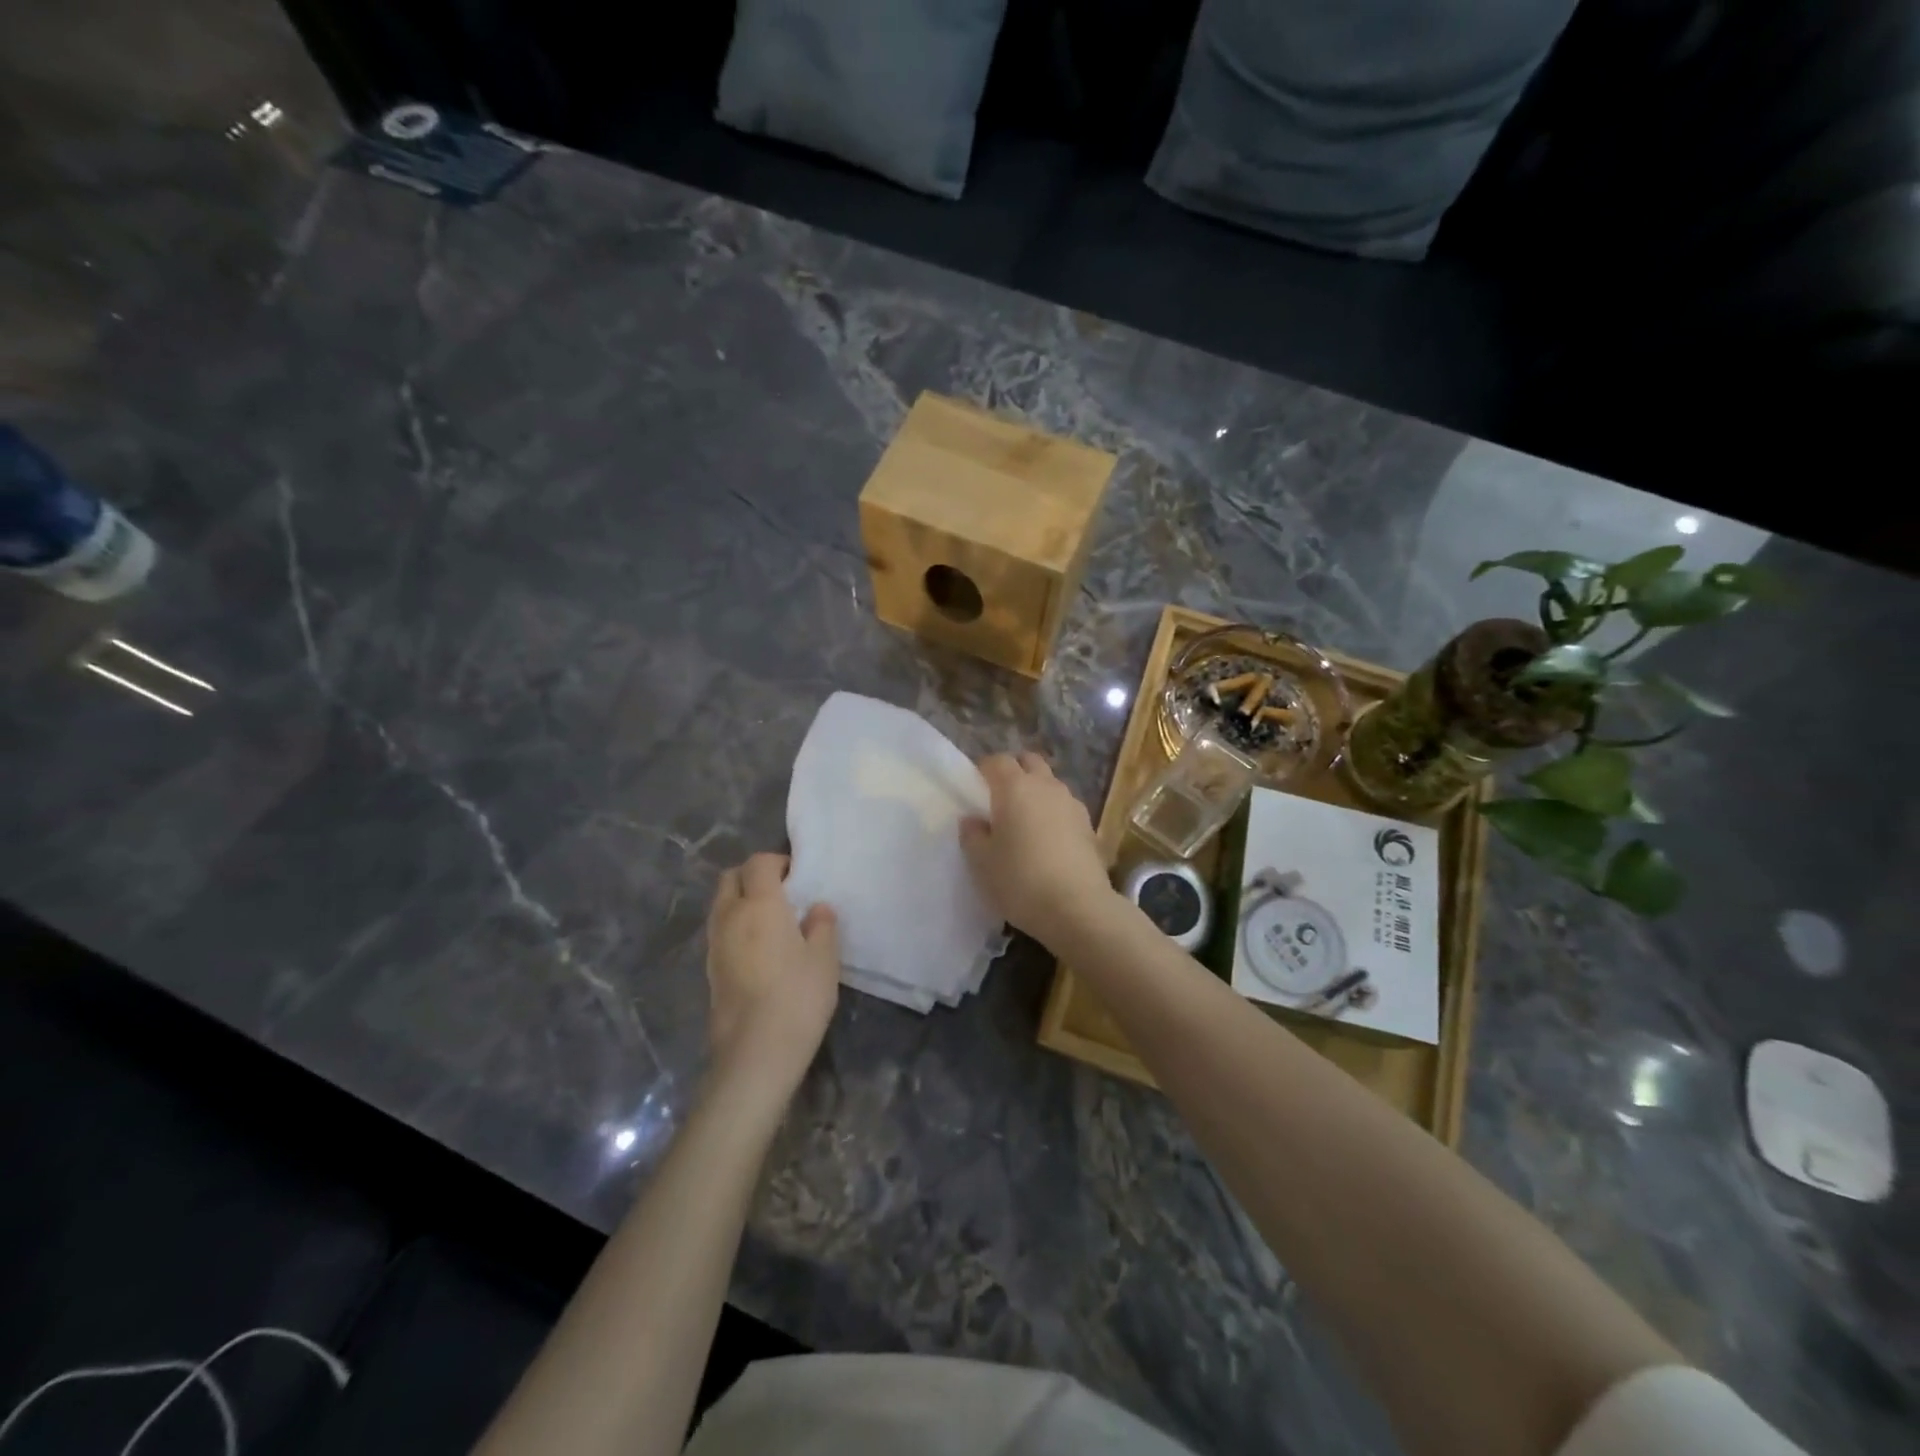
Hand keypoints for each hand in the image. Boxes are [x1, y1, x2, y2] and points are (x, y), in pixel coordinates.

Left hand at [705, 854, 839, 1099]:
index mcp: (760, 905)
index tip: (798, 876)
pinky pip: (720, 930)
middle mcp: (730, 916)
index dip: (778, 862)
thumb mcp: (824, 959)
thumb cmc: (797, 997)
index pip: (759, 863)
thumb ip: (822, 926)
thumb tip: (817, 909)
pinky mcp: (710, 969)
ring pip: (722, 904)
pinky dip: (736, 926)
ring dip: (741, 900)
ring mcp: (715, 944)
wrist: (755, 1053)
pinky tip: (759, 949)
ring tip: (771, 921)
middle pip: (731, 878)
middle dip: (753, 876)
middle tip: (781, 892)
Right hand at [960, 753, 1117, 947]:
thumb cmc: (1020, 881)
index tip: (975, 789)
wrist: (1078, 909)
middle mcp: (1046, 787)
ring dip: (1037, 793)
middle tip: (1001, 799)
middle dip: (1015, 772)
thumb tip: (973, 820)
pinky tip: (1049, 842)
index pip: (997, 761)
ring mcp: (1073, 805)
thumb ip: (972, 835)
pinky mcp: (1090, 827)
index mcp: (1015, 787)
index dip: (984, 770)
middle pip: (1030, 762)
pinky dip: (1054, 815)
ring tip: (1026, 822)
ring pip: (1051, 784)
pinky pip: (1066, 809)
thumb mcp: (981, 862)